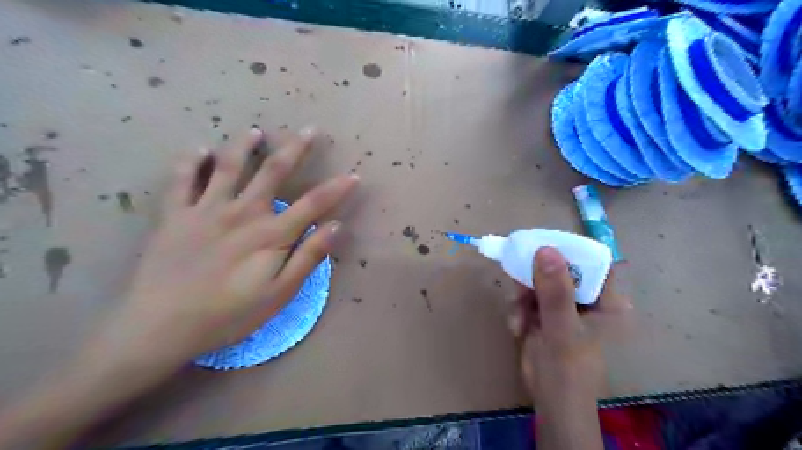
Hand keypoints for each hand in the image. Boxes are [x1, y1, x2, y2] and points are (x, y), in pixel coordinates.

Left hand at [1, 127, 356, 449]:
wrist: (160, 327)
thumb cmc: (229, 315)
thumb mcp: (280, 294)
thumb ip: (308, 257)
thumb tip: (336, 226)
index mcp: (270, 234)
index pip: (314, 204)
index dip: (337, 189)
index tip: (353, 176)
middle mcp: (242, 212)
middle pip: (273, 172)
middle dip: (295, 149)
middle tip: (308, 130)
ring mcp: (205, 209)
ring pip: (228, 166)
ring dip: (244, 146)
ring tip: (255, 132)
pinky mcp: (175, 215)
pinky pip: (181, 180)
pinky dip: (191, 161)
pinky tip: (199, 150)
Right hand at [504, 247, 628, 449]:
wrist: (548, 402)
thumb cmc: (566, 370)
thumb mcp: (562, 329)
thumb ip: (555, 291)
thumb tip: (546, 249)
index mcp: (607, 302)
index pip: (592, 262)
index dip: (568, 251)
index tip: (541, 246)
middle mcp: (587, 300)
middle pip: (560, 269)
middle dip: (536, 278)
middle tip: (519, 282)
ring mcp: (564, 306)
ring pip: (539, 282)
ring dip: (523, 296)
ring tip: (518, 316)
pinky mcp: (545, 314)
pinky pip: (528, 297)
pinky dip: (518, 309)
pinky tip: (517, 327)